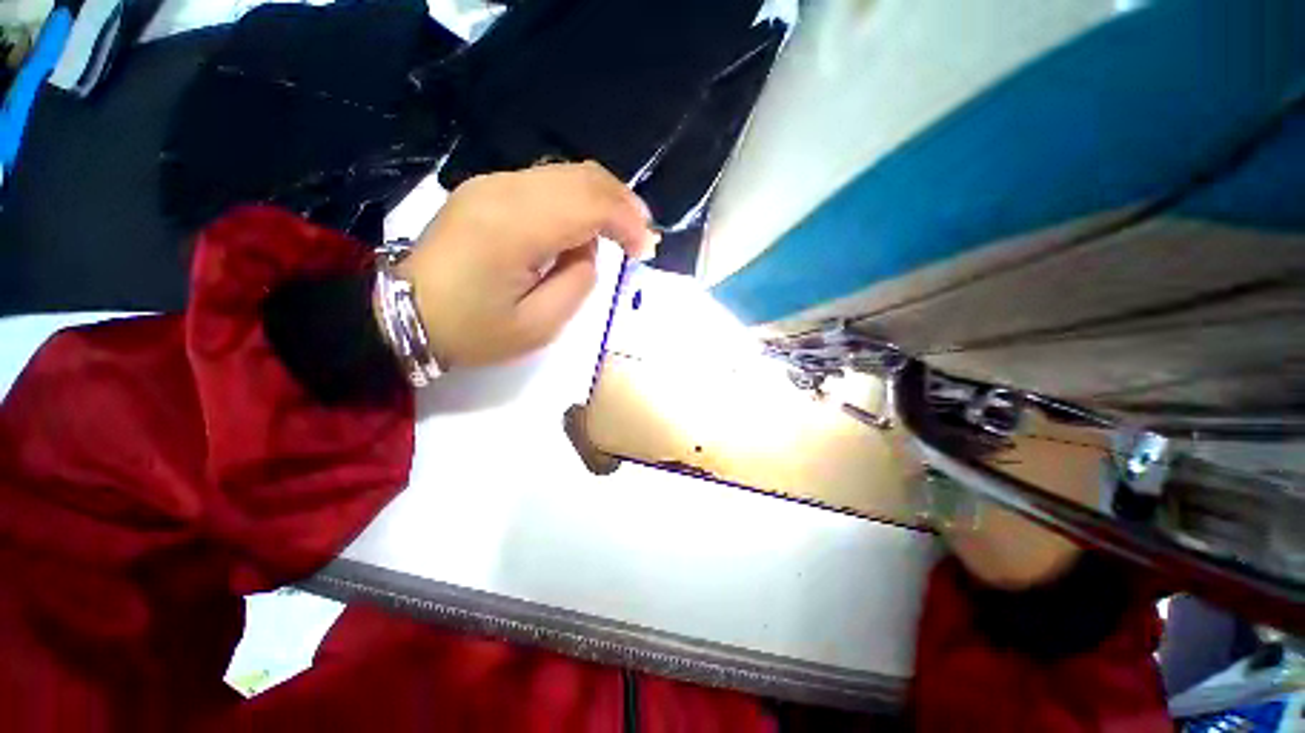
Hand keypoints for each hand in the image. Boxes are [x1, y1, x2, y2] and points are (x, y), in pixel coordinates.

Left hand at [395, 162, 658, 367]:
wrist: (404, 315)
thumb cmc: (472, 331)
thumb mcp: (538, 325)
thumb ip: (578, 282)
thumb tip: (587, 249)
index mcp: (513, 228)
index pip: (588, 205)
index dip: (627, 223)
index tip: (646, 250)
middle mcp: (502, 191)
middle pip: (581, 177)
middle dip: (622, 204)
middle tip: (644, 235)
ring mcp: (491, 184)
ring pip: (567, 173)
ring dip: (603, 199)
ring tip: (624, 230)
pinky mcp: (487, 189)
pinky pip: (547, 182)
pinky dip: (578, 199)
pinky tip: (588, 225)